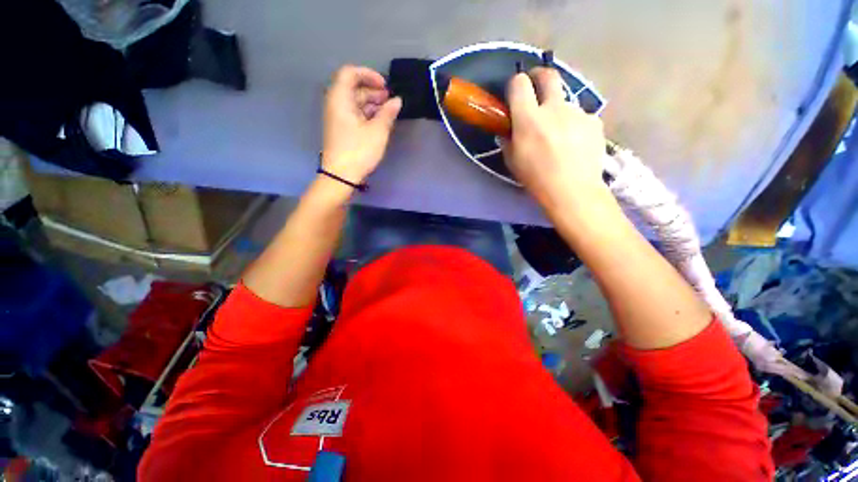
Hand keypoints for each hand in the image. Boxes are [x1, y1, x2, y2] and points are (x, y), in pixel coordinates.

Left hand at [322, 65, 402, 184]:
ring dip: (372, 104)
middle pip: (353, 88)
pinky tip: (380, 122)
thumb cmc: (359, 151)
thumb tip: (397, 100)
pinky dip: (367, 114)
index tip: (385, 86)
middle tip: (391, 101)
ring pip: (355, 102)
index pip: (350, 73)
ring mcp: (338, 117)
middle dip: (373, 91)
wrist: (341, 175)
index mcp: (340, 98)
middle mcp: (336, 104)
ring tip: (389, 112)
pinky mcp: (342, 129)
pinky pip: (355, 114)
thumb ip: (388, 113)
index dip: (368, 75)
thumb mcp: (377, 131)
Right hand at [502, 67, 607, 212]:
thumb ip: (508, 140)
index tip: (515, 92)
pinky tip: (575, 144)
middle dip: (539, 76)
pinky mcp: (594, 121)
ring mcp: (577, 112)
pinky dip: (574, 125)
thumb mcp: (512, 161)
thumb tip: (507, 130)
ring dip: (558, 111)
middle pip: (548, 75)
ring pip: (565, 102)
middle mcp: (554, 108)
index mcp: (529, 118)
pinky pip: (580, 117)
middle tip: (536, 86)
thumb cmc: (536, 178)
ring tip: (559, 135)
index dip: (516, 84)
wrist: (572, 190)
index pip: (519, 84)